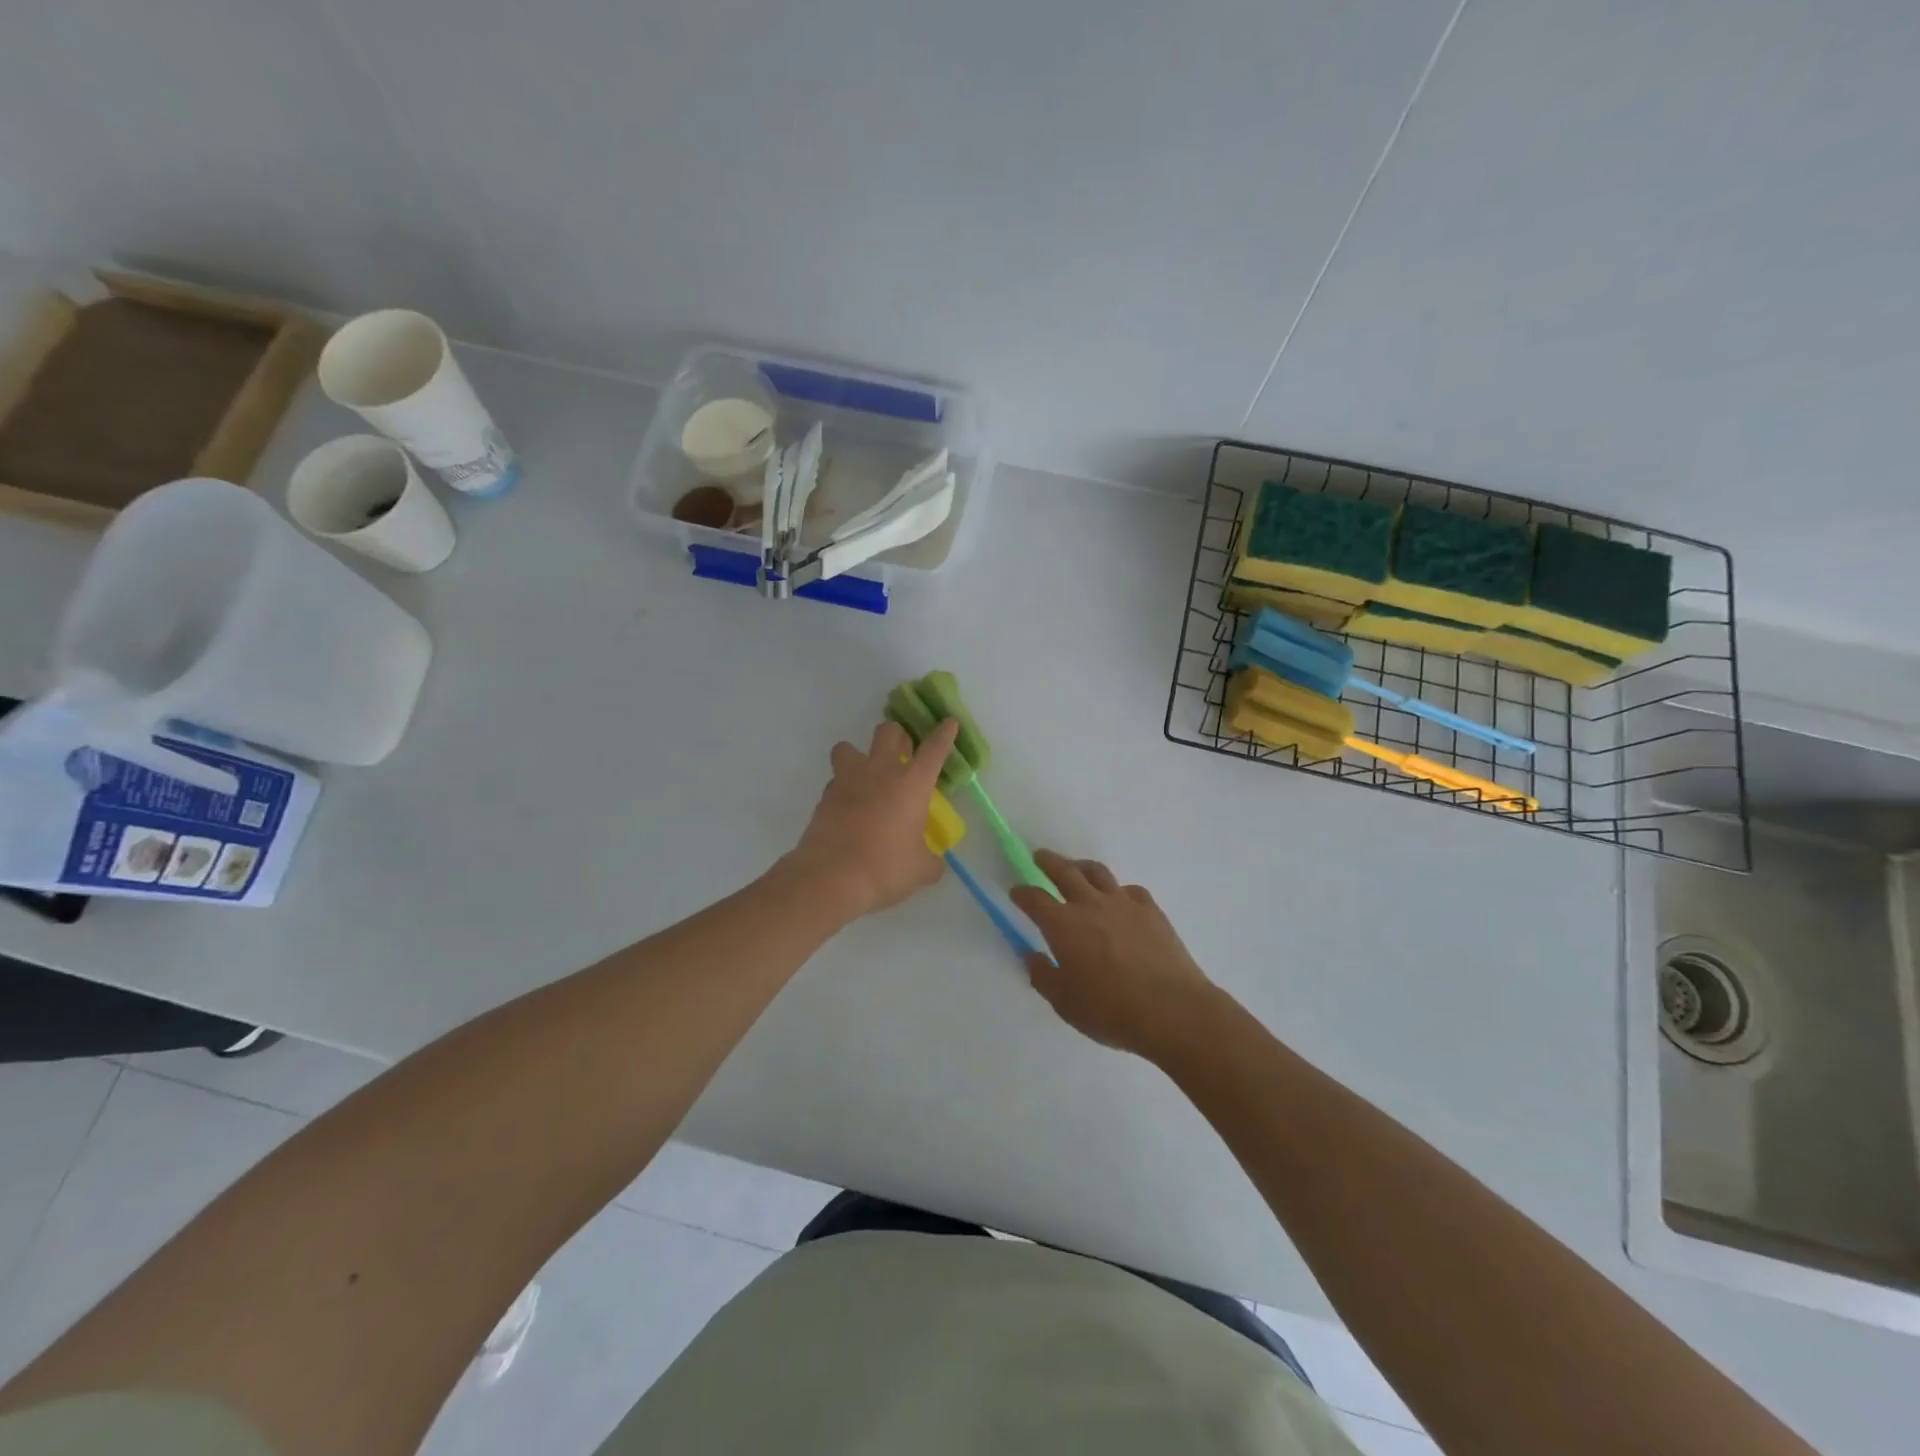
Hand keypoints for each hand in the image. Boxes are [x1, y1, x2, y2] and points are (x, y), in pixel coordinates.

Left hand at [783, 718, 959, 920]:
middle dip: (896, 736)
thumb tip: (934, 862)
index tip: (949, 723)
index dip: (944, 734)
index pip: (934, 749)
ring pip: (848, 746)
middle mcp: (880, 771)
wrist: (831, 877)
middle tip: (901, 753)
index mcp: (912, 783)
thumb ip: (931, 860)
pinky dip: (843, 787)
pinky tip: (848, 806)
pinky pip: (835, 779)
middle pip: (887, 732)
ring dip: (858, 755)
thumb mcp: (921, 870)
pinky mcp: (825, 796)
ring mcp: (848, 780)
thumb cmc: (886, 868)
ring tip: (864, 775)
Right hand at [1009, 850, 1219, 1061]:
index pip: (1034, 899)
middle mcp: (1090, 905)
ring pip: (1098, 872)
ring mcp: (1123, 903)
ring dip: (1081, 866)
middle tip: (1039, 856)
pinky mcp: (1151, 910)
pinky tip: (1119, 899)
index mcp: (1062, 925)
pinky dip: (1117, 890)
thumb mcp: (1065, 1003)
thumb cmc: (1111, 1011)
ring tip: (1077, 868)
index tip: (1016, 892)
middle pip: (1065, 871)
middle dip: (1048, 862)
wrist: (1172, 1010)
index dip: (1022, 893)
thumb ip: (1043, 976)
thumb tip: (1032, 956)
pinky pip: (1129, 890)